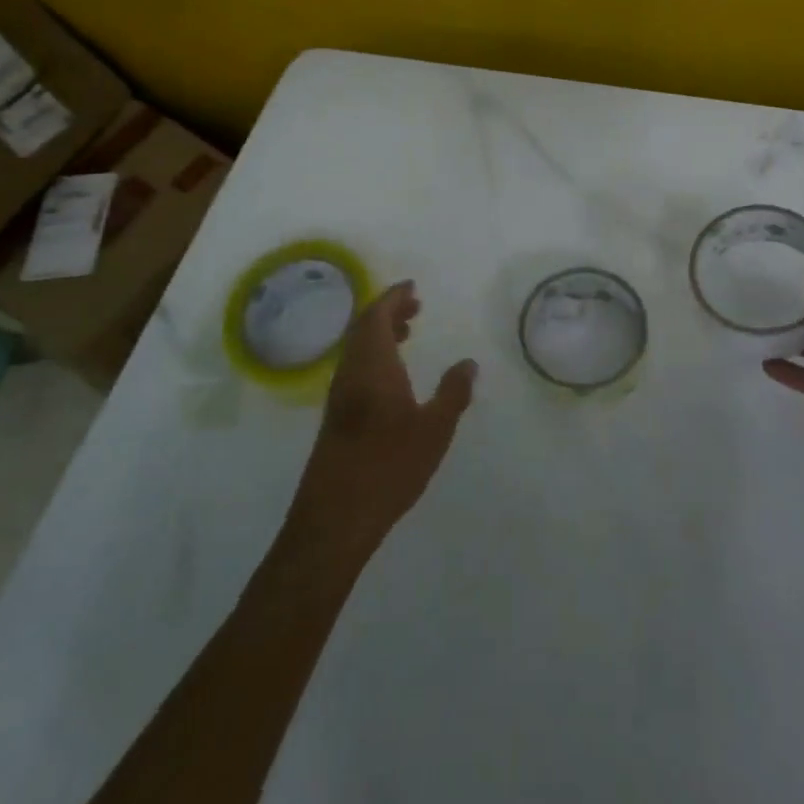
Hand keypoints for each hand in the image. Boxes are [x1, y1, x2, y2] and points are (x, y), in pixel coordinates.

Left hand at [283, 281, 475, 562]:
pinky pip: (354, 367)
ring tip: (408, 333)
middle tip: (416, 306)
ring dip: (380, 333)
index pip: (376, 316)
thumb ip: (453, 392)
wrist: (335, 516)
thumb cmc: (389, 466)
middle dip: (388, 311)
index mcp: (373, 366)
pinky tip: (392, 375)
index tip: (412, 286)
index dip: (393, 297)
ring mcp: (339, 395)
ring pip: (357, 348)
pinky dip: (374, 355)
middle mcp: (351, 372)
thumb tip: (468, 363)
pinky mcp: (335, 417)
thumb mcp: (435, 429)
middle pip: (363, 328)